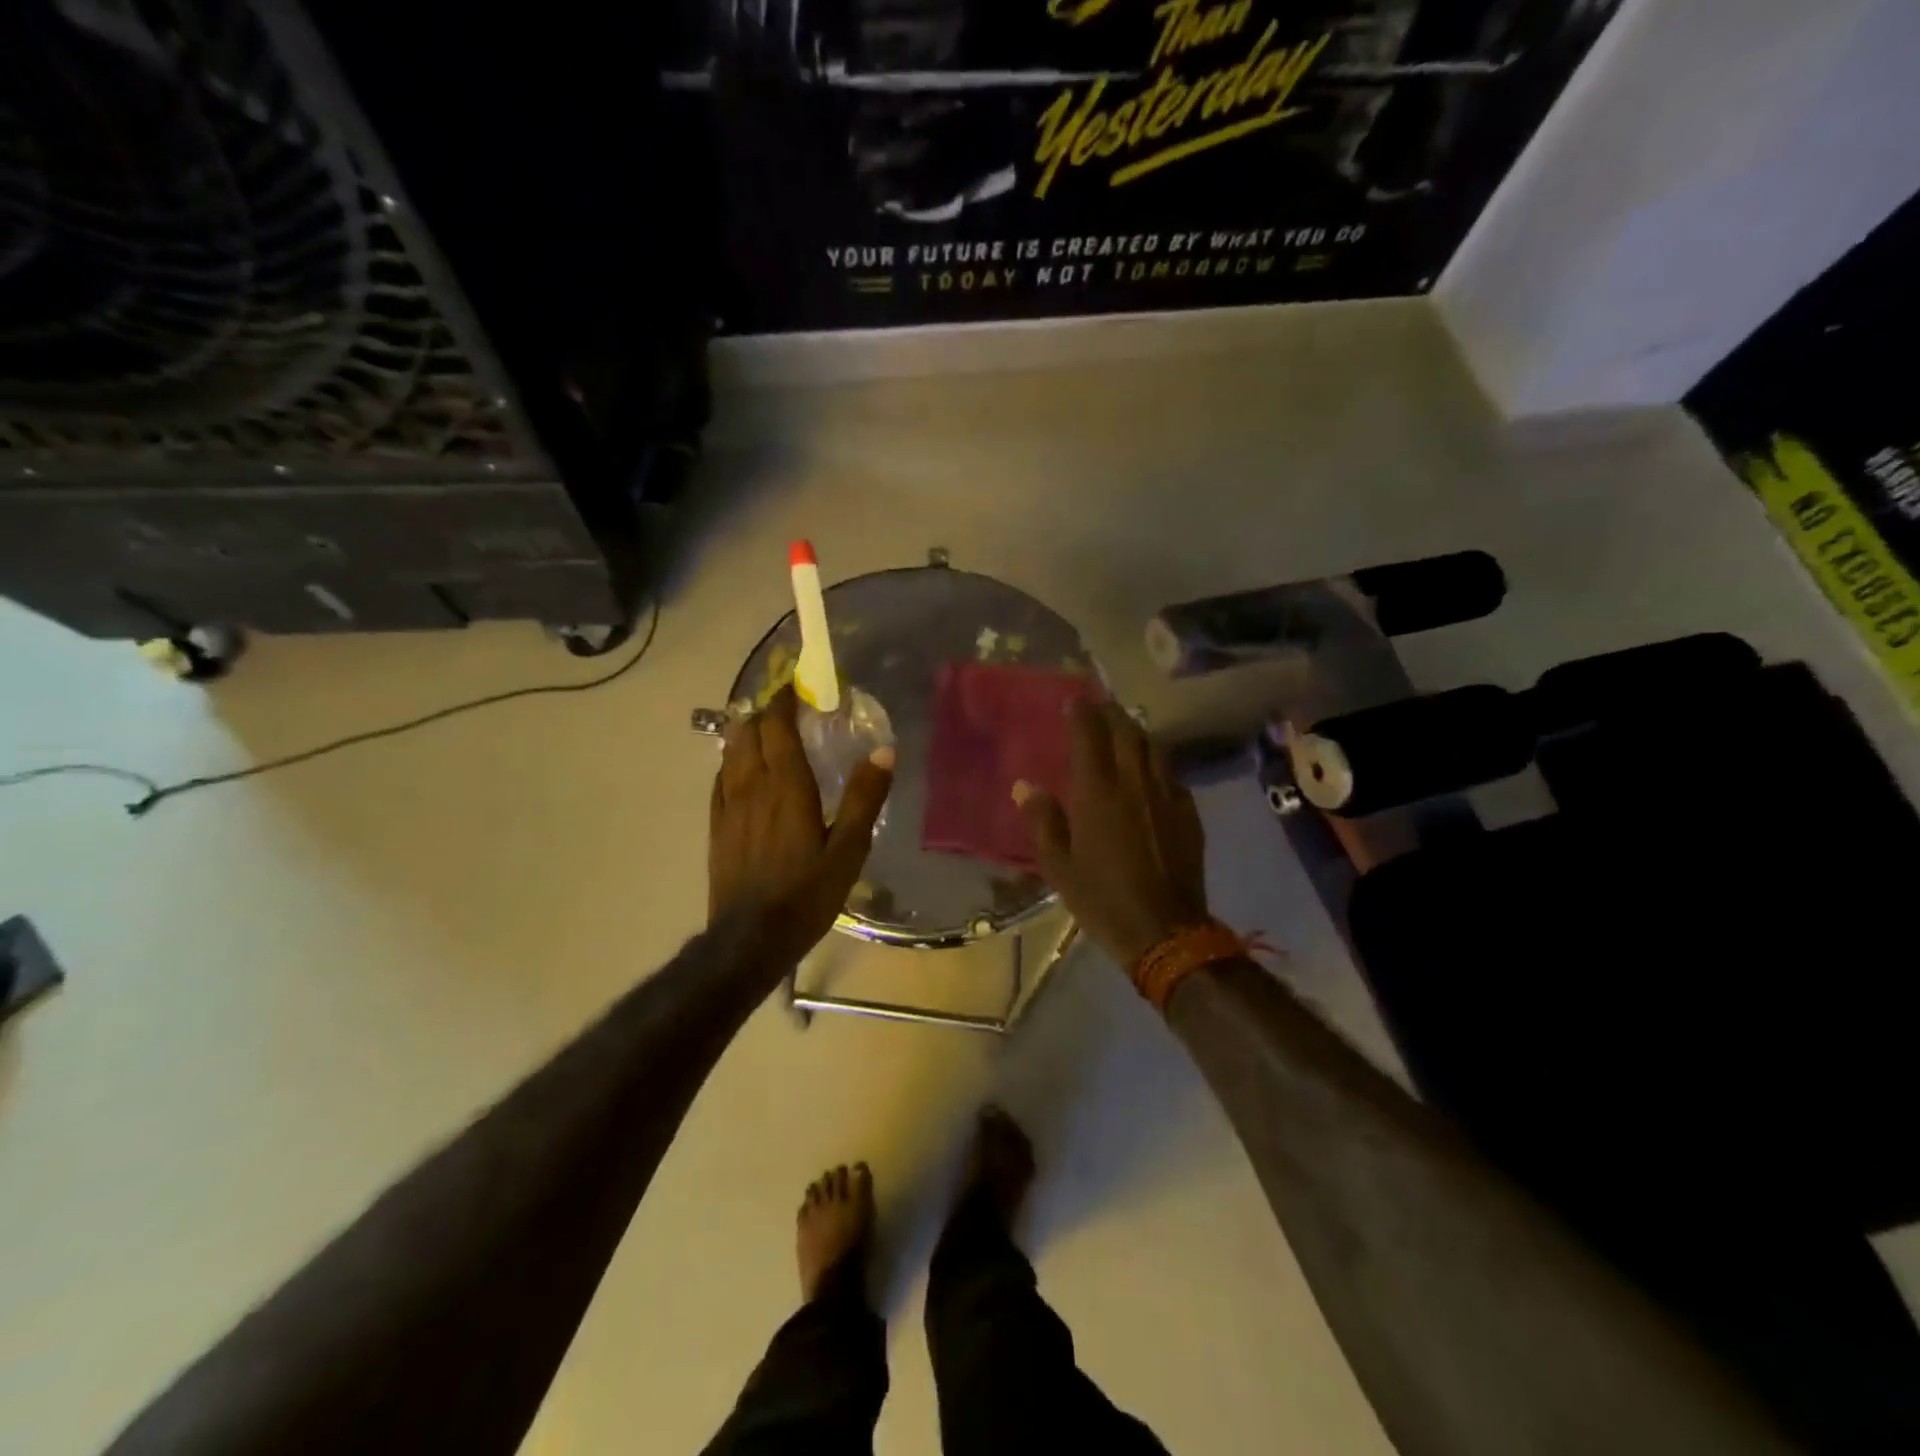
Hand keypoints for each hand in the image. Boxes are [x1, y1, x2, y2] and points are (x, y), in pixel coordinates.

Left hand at [709, 687, 894, 968]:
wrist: (750, 938)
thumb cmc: (806, 893)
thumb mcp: (849, 849)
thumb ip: (865, 797)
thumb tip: (885, 749)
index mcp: (787, 786)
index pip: (778, 726)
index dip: (784, 700)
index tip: (796, 685)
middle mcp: (752, 786)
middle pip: (750, 732)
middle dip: (766, 710)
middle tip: (786, 704)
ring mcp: (728, 805)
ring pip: (730, 751)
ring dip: (746, 731)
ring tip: (763, 726)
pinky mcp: (716, 825)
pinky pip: (720, 778)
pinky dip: (732, 760)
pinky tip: (740, 767)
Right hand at [1014, 701, 1209, 969]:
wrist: (1165, 931)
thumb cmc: (1102, 899)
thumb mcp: (1059, 866)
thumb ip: (1043, 821)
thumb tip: (1025, 786)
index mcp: (1098, 793)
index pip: (1090, 736)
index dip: (1082, 713)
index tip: (1074, 699)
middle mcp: (1135, 784)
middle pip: (1127, 733)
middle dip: (1112, 714)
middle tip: (1099, 708)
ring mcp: (1167, 796)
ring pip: (1154, 748)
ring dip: (1137, 733)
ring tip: (1124, 731)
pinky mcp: (1189, 814)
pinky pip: (1171, 774)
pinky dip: (1157, 762)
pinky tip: (1151, 772)